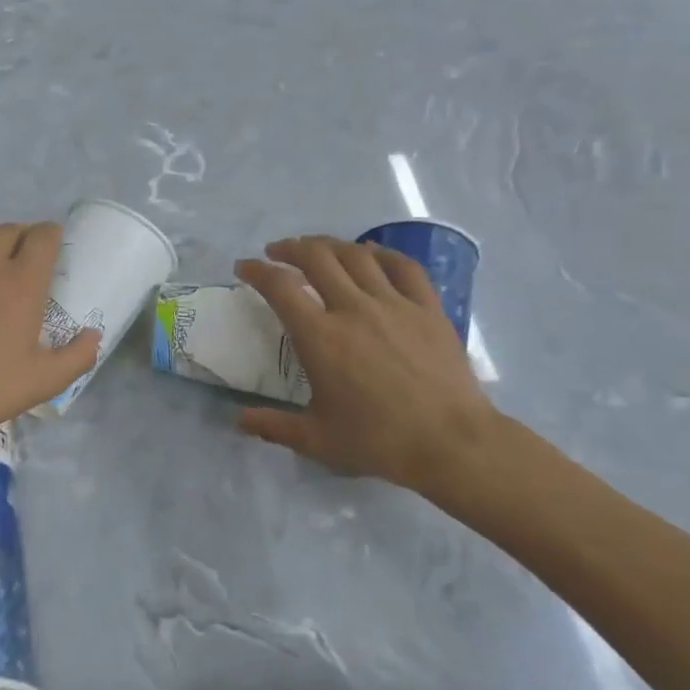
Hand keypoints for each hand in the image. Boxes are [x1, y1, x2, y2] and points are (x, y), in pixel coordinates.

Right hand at [235, 236, 502, 504]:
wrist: (451, 444)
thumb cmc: (379, 441)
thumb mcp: (316, 440)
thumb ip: (273, 426)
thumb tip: (238, 421)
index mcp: (320, 337)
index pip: (280, 287)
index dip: (257, 270)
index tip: (245, 268)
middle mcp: (353, 309)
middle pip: (317, 257)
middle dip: (291, 248)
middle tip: (277, 252)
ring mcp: (394, 304)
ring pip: (357, 255)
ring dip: (330, 245)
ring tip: (317, 248)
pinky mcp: (428, 309)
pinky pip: (403, 266)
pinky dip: (382, 253)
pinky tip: (372, 254)